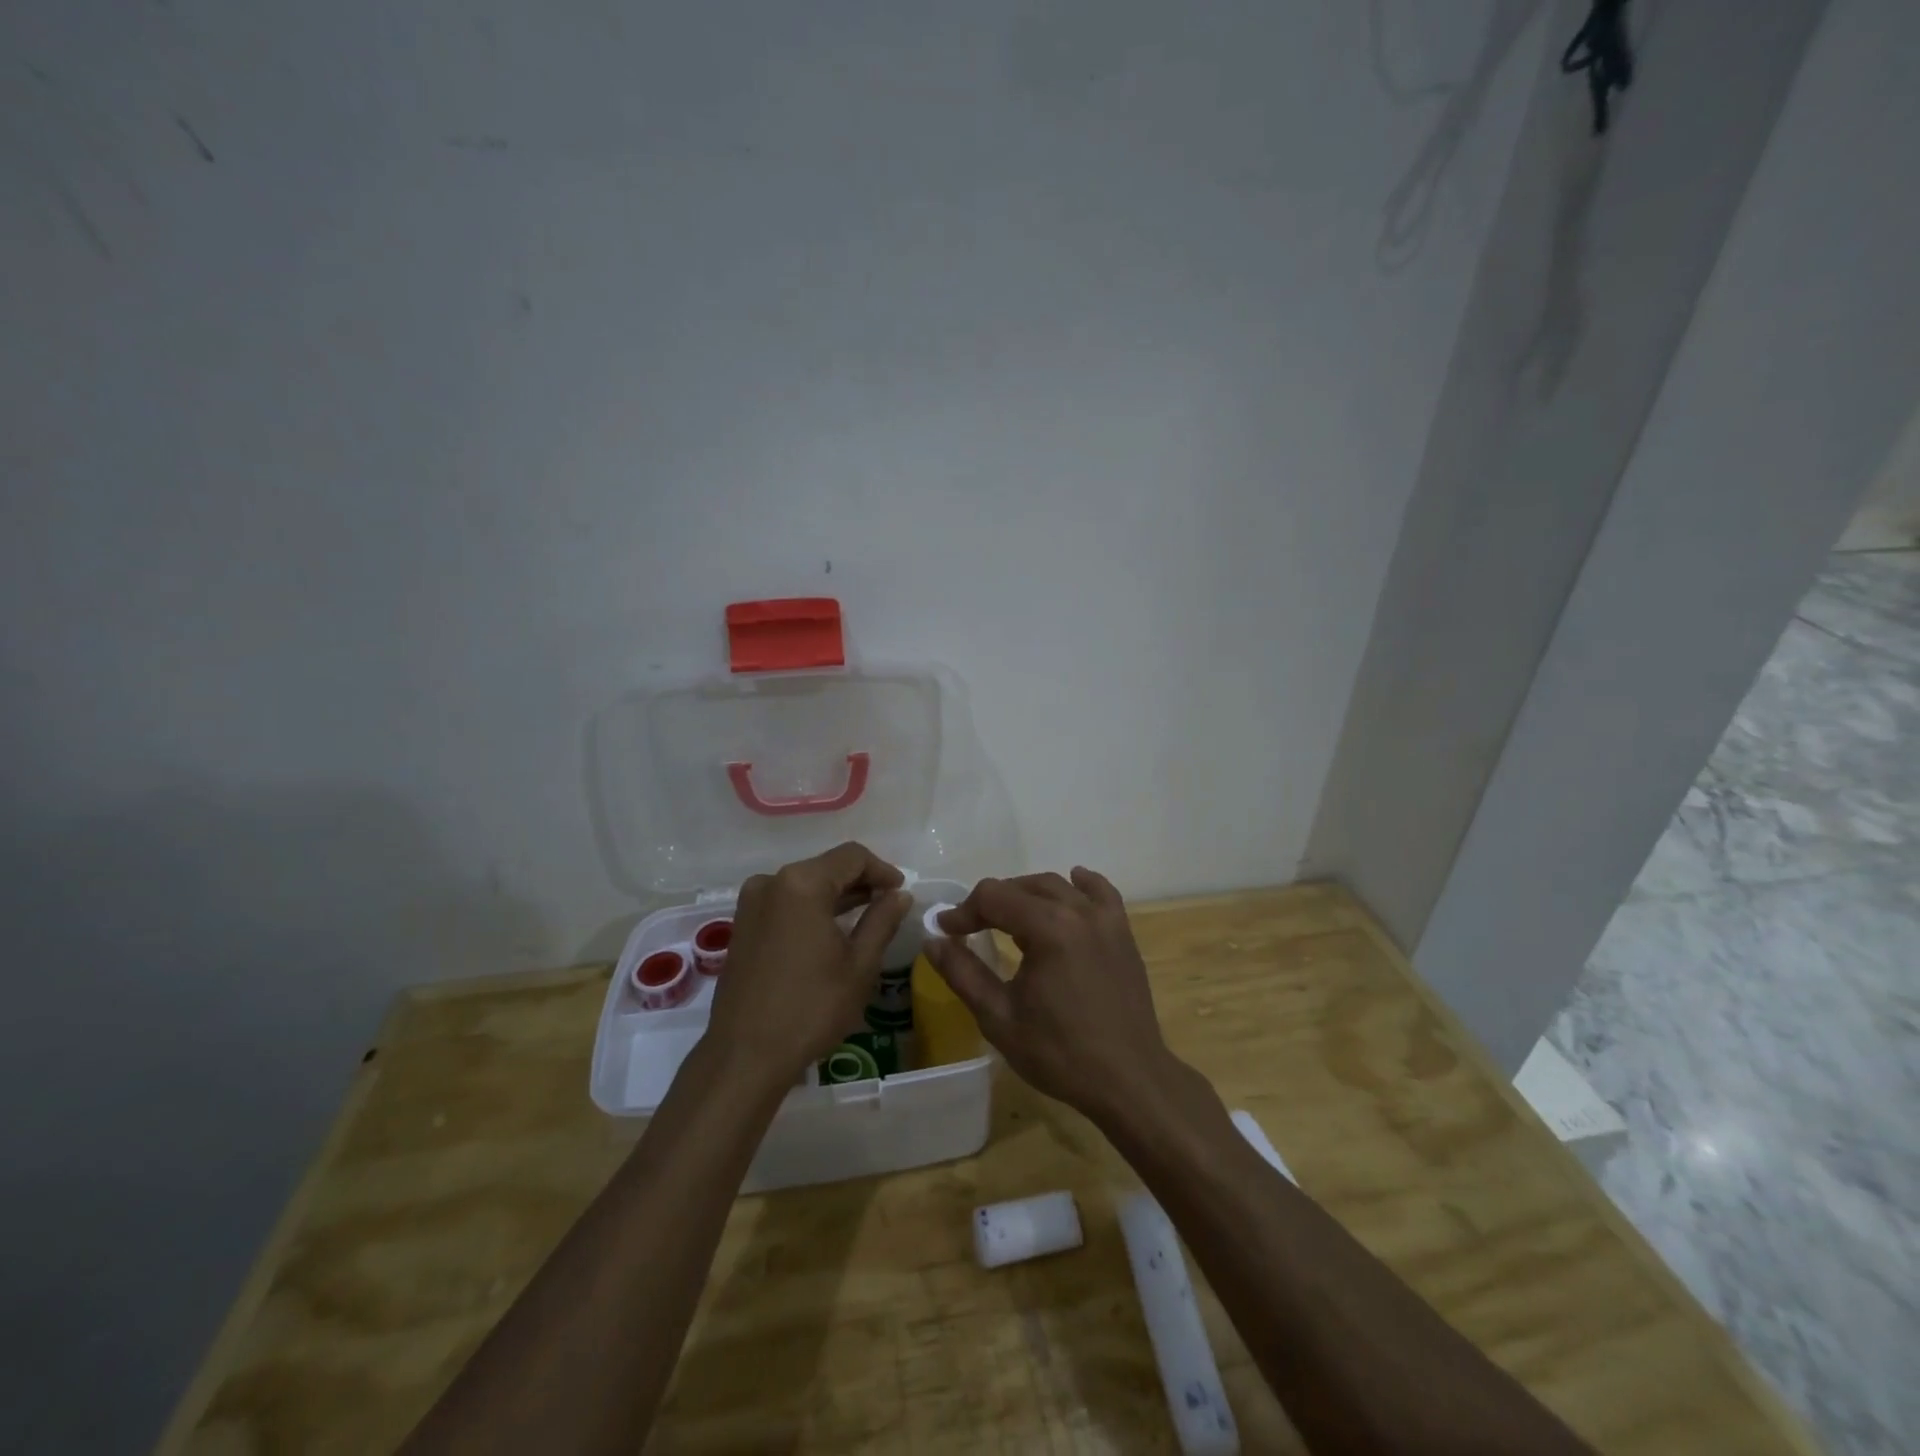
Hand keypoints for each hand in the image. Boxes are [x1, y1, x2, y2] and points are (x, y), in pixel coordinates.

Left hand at [706, 841, 912, 1089]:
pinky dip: (812, 908)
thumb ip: (882, 920)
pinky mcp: (743, 925)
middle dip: (860, 881)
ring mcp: (752, 903)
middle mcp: (771, 882)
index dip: (882, 870)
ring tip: (867, 916)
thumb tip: (900, 895)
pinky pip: (786, 902)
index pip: (852, 856)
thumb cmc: (811, 1008)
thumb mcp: (859, 964)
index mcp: (802, 883)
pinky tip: (831, 930)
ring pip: (805, 884)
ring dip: (837, 895)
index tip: (902, 892)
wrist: (745, 1056)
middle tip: (889, 904)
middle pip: (826, 867)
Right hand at [924, 868, 1177, 1124]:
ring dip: (1028, 894)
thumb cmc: (1059, 1053)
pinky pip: (1101, 892)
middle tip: (971, 928)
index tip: (946, 932)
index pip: (994, 897)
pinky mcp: (1123, 933)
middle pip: (1024, 886)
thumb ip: (962, 973)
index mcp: (1048, 928)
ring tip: (1009, 919)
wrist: (1128, 1080)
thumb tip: (932, 941)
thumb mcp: (999, 1017)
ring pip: (1058, 886)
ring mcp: (1106, 919)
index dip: (964, 911)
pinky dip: (1081, 885)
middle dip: (992, 902)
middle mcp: (1078, 911)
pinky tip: (1072, 885)